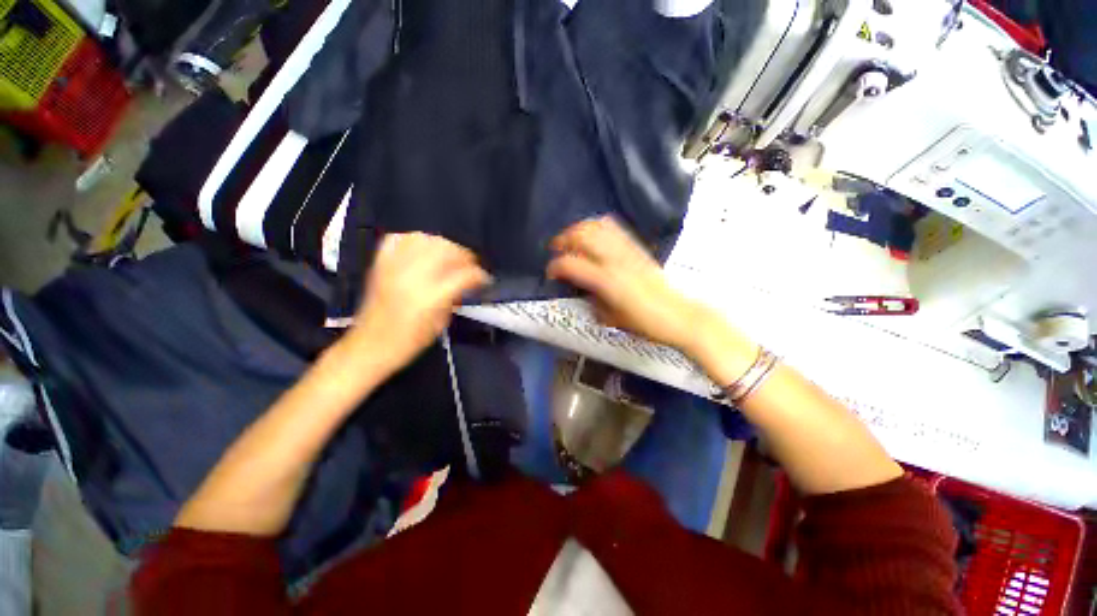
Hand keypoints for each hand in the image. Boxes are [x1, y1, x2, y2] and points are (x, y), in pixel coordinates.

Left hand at [347, 233, 490, 375]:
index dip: (479, 275)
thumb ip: (454, 298)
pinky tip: (423, 248)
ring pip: (424, 239)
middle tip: (470, 265)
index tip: (485, 279)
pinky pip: (399, 239)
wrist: (368, 346)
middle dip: (464, 255)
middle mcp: (412, 277)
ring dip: (443, 245)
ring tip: (449, 255)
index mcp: (430, 297)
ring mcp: (393, 267)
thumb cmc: (408, 342)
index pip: (464, 275)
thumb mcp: (440, 324)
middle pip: (446, 250)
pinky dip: (414, 239)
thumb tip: (466, 283)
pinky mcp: (380, 264)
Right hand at [547, 217, 709, 350]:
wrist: (679, 315)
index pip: (571, 264)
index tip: (550, 273)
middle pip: (582, 236)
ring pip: (597, 226)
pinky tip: (593, 235)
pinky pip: (613, 228)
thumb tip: (581, 289)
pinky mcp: (637, 247)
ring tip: (572, 239)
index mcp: (606, 281)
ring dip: (579, 229)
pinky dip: (597, 227)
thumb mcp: (611, 319)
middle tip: (556, 250)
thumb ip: (592, 301)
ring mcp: (627, 250)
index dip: (555, 267)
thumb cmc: (644, 323)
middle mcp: (615, 260)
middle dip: (564, 240)